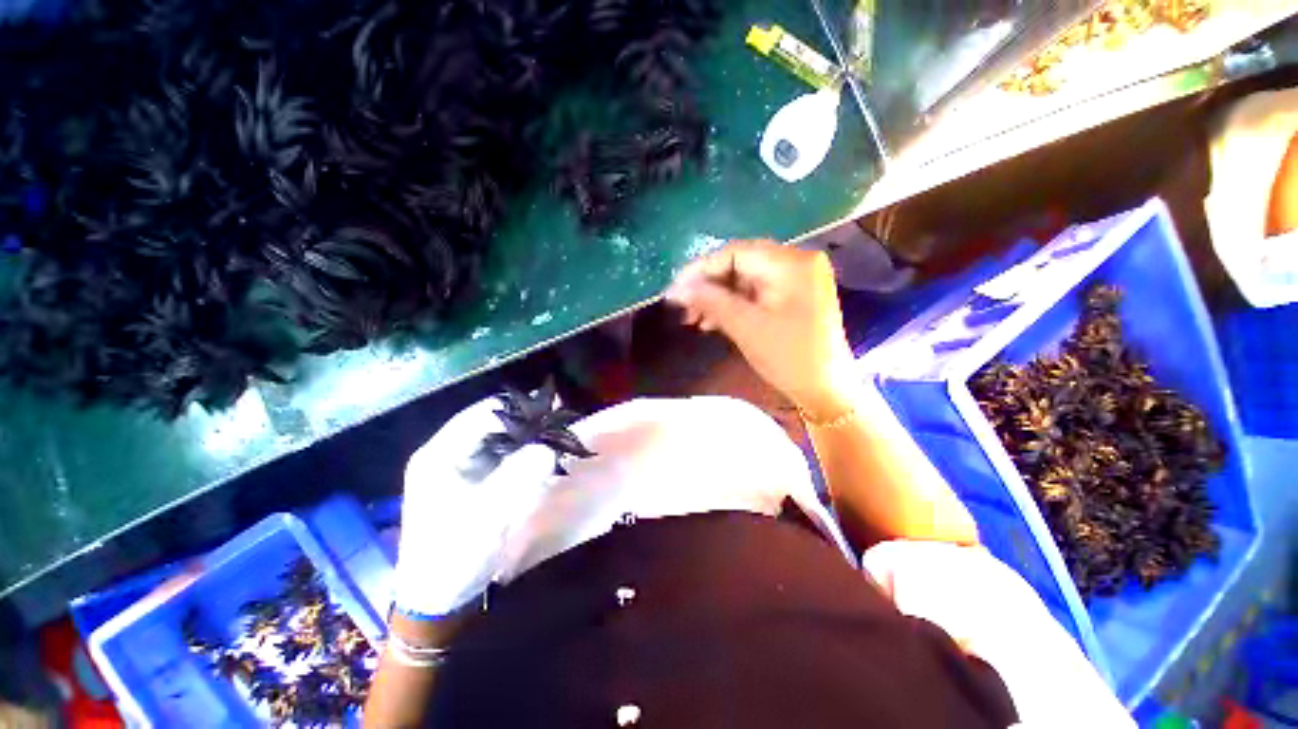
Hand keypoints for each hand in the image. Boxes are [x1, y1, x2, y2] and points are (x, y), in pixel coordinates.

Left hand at [392, 397, 555, 618]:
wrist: (436, 596)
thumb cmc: (454, 554)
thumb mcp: (488, 514)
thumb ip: (518, 475)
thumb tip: (548, 445)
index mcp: (440, 454)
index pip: (483, 414)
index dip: (519, 409)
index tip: (552, 411)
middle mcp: (446, 452)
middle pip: (491, 421)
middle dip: (526, 420)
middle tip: (557, 422)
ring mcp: (458, 465)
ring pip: (498, 436)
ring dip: (526, 435)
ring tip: (553, 436)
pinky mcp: (470, 478)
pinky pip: (500, 454)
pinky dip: (521, 451)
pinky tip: (539, 456)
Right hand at [665, 240, 855, 419]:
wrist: (825, 391)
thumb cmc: (788, 358)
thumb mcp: (745, 327)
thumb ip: (710, 301)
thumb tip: (678, 289)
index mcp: (791, 263)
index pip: (735, 253)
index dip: (701, 269)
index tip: (675, 290)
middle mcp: (797, 262)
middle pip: (740, 264)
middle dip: (708, 285)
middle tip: (683, 306)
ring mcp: (797, 280)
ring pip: (745, 279)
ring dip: (718, 297)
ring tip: (693, 318)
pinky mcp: (793, 297)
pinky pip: (756, 293)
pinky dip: (734, 305)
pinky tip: (713, 321)